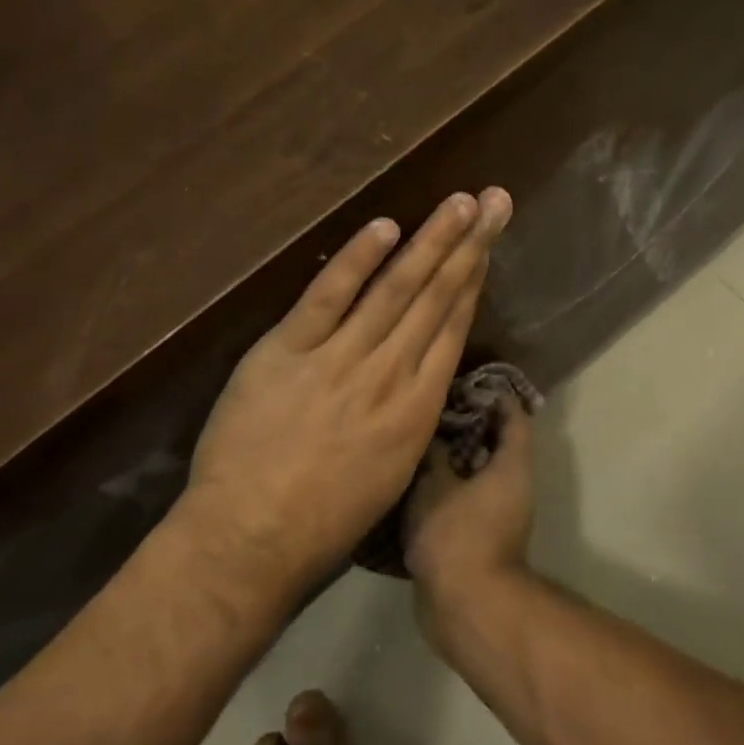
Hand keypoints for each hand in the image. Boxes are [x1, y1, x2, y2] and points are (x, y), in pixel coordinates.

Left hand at [176, 188, 512, 596]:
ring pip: (394, 290)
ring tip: (458, 203)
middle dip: (467, 246)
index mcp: (417, 410)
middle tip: (493, 202)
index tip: (488, 245)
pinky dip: (357, 260)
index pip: (452, 329)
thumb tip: (418, 373)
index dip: (473, 282)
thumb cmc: (324, 523)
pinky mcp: (287, 352)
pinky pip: (327, 296)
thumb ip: (408, 416)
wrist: (250, 541)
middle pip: (435, 299)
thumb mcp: (390, 473)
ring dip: (430, 242)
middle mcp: (389, 375)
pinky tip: (385, 226)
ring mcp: (339, 360)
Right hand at [405, 399, 535, 617]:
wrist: (466, 607)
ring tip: (416, 440)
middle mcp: (512, 485)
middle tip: (430, 409)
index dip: (492, 395)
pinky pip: (464, 499)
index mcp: (511, 466)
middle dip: (464, 425)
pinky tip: (413, 481)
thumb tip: (431, 433)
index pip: (513, 416)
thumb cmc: (457, 536)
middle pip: (494, 443)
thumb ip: (433, 453)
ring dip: (451, 458)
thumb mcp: (435, 485)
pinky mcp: (479, 537)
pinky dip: (445, 487)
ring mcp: (497, 514)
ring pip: (476, 473)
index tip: (462, 382)